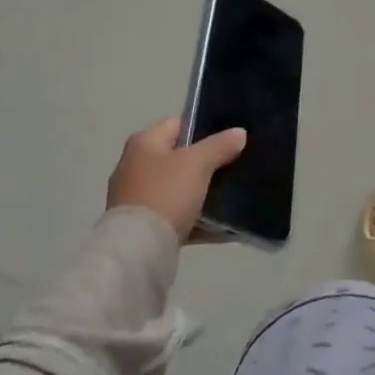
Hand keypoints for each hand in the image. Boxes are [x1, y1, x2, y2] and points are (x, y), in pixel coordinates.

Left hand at [106, 117, 247, 242]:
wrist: (139, 250)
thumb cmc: (165, 194)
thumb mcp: (198, 163)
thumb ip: (220, 145)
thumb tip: (239, 133)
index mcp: (143, 143)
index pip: (179, 124)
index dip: (205, 126)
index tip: (231, 136)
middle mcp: (135, 166)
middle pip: (179, 157)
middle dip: (206, 161)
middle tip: (236, 163)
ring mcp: (138, 199)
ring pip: (179, 188)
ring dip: (203, 192)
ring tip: (233, 193)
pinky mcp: (144, 227)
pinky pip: (178, 216)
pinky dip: (198, 219)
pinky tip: (223, 226)